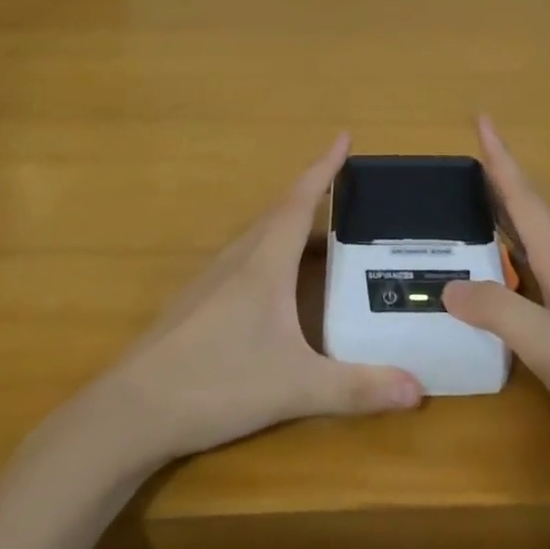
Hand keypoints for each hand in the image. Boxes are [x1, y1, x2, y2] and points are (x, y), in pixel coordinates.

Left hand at [85, 134, 423, 464]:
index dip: (324, 167)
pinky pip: (243, 261)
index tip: (344, 137)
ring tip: (322, 238)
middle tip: (348, 196)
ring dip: (290, 227)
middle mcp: (237, 260)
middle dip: (314, 197)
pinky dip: (270, 255)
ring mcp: (210, 281)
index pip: (299, 201)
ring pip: (258, 238)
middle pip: (279, 214)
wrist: (131, 411)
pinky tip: (278, 287)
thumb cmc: (216, 383)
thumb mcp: (295, 387)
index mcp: (263, 263)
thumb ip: (357, 388)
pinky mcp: (196, 303)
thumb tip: (418, 390)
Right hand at [444, 118, 549, 469]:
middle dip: (497, 183)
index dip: (501, 159)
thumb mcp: (548, 347)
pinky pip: (540, 267)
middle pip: (529, 212)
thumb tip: (449, 286)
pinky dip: (513, 254)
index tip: (483, 118)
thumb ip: (498, 311)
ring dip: (505, 217)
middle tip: (462, 164)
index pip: (524, 198)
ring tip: (471, 209)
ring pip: (535, 240)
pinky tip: (503, 271)